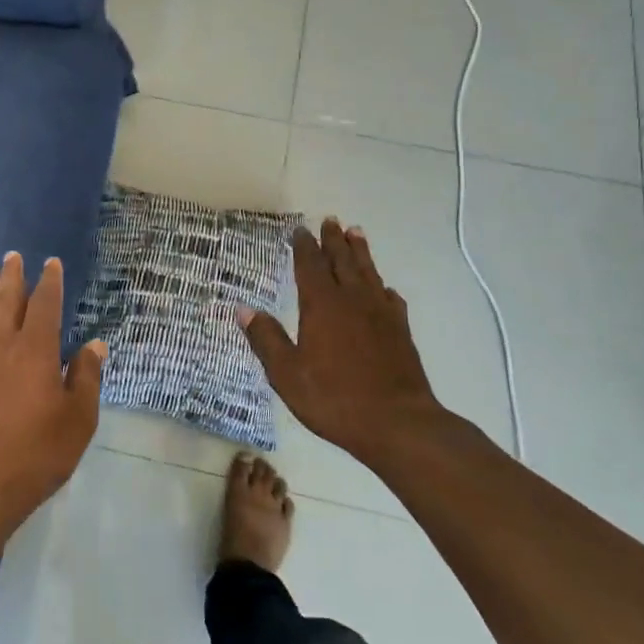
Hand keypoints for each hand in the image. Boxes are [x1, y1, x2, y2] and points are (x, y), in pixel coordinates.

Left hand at [0, 253, 104, 534]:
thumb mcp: (78, 419)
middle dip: (12, 276)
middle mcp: (1, 345)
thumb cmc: (36, 453)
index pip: (44, 304)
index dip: (49, 281)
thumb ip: (86, 377)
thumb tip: (94, 345)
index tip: (50, 263)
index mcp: (35, 349)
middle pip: (7, 300)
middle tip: (12, 255)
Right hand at [239, 219, 444, 473]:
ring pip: (368, 273)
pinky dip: (383, 288)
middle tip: (331, 220)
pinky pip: (391, 299)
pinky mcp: (401, 332)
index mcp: (322, 306)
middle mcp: (352, 300)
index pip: (310, 266)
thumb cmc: (335, 399)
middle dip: (334, 240)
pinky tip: (384, 289)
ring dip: (360, 252)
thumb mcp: (287, 374)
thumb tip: (243, 309)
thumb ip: (266, 339)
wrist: (399, 424)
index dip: (304, 246)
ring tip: (357, 233)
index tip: (300, 230)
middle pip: (342, 261)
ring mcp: (380, 314)